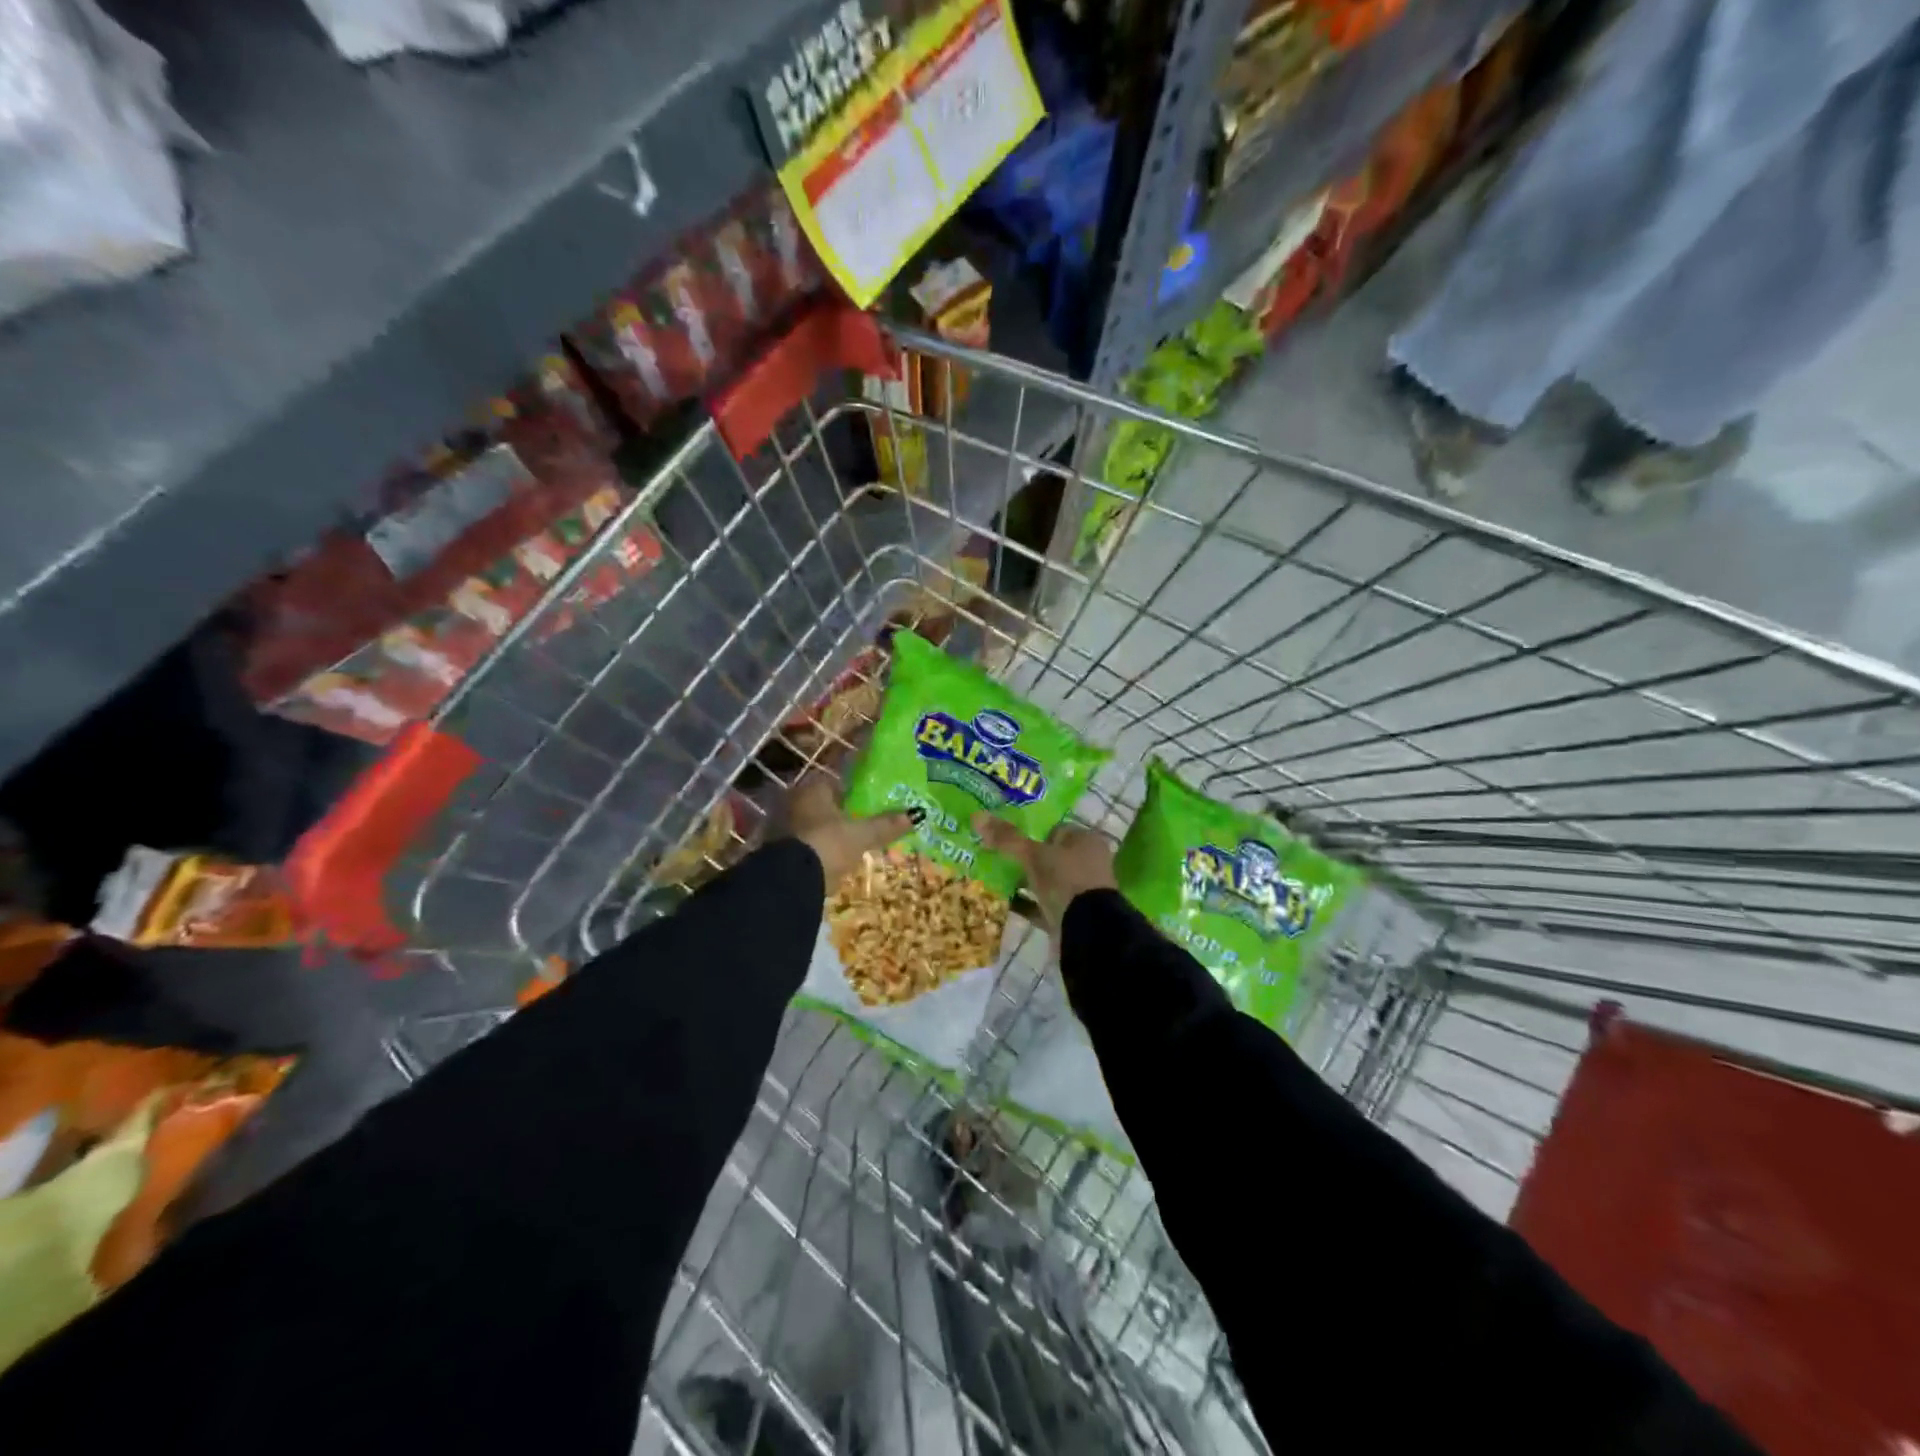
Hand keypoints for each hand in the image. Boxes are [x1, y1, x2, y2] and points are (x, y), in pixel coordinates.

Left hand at [788, 777, 918, 889]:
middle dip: (836, 815)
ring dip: (822, 835)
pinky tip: (825, 864)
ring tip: (843, 849)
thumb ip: (886, 825)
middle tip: (857, 829)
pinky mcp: (772, 851)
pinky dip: (810, 852)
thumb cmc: (827, 845)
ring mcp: (778, 826)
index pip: (833, 783)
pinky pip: (798, 845)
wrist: (788, 881)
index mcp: (811, 789)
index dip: (850, 794)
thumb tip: (918, 814)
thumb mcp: (861, 836)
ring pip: (807, 825)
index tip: (865, 807)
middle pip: (820, 805)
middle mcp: (791, 801)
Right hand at [971, 815, 1115, 933]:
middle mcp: (1086, 863)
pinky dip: (1025, 903)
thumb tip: (977, 815)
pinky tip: (1002, 901)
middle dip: (1024, 857)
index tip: (1005, 836)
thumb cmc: (1066, 880)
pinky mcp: (1069, 916)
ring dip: (1023, 881)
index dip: (1031, 831)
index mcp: (1085, 841)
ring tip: (992, 877)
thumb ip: (1007, 838)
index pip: (1056, 829)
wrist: (1086, 932)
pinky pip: (1042, 905)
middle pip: (1049, 856)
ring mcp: (1079, 892)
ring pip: (1045, 881)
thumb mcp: (1034, 855)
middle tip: (994, 856)